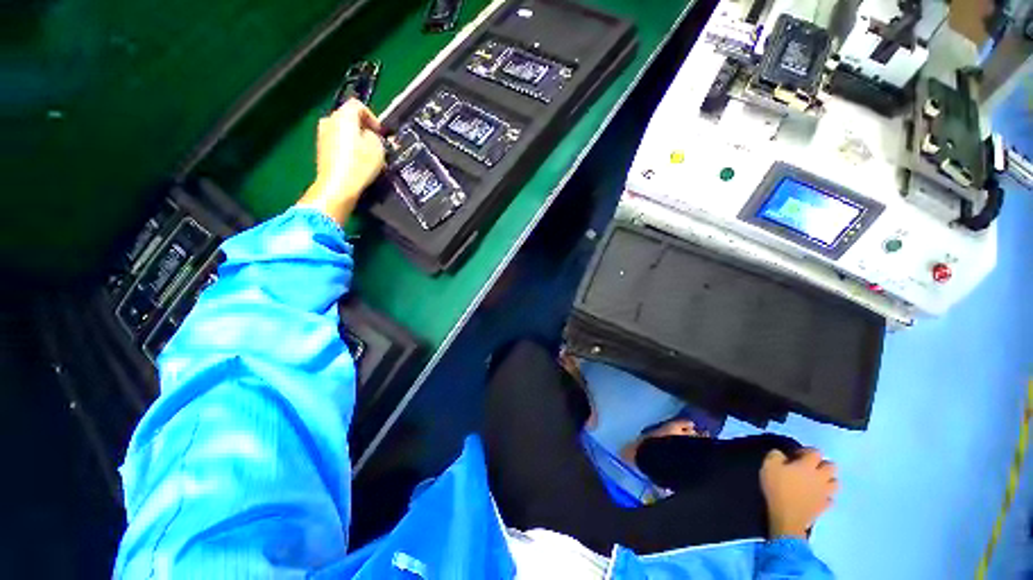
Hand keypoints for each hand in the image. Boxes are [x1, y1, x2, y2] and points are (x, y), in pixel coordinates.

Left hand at [296, 99, 384, 225]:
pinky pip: (337, 143)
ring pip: (342, 131)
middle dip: (363, 129)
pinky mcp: (321, 150)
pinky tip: (357, 163)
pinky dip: (347, 149)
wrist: (338, 186)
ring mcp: (322, 135)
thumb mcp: (377, 147)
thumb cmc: (360, 164)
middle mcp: (329, 120)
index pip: (358, 105)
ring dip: (355, 139)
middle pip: (348, 118)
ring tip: (368, 155)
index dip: (372, 117)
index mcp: (343, 116)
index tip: (381, 133)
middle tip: (376, 143)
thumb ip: (375, 136)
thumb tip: (369, 134)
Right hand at [761, 448, 838, 538]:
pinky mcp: (824, 507)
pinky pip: (830, 499)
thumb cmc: (778, 488)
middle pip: (832, 466)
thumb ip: (775, 455)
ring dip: (828, 480)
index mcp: (808, 465)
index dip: (807, 451)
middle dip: (823, 464)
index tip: (796, 455)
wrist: (787, 517)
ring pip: (836, 483)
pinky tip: (817, 497)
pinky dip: (825, 496)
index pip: (816, 452)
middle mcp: (821, 477)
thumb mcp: (768, 466)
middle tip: (810, 467)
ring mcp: (825, 493)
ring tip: (816, 482)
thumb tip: (781, 454)